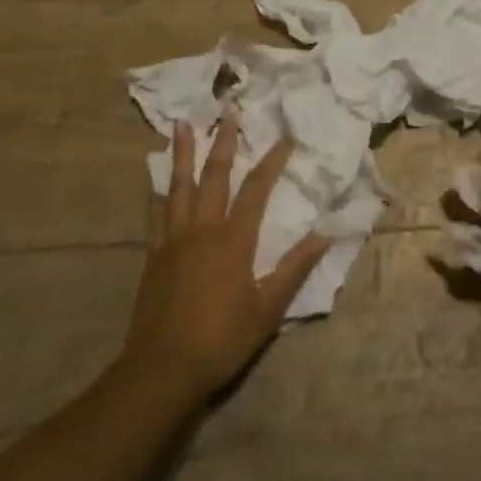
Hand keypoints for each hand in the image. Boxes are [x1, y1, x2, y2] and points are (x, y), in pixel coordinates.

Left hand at [122, 114, 330, 401]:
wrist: (163, 368)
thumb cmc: (222, 339)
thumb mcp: (268, 308)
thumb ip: (295, 268)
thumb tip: (326, 234)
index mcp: (233, 240)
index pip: (256, 189)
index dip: (272, 161)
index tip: (284, 137)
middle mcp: (202, 229)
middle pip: (215, 176)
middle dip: (225, 142)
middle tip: (229, 112)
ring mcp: (173, 239)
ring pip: (179, 185)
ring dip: (184, 152)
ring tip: (182, 124)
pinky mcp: (154, 255)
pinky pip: (157, 212)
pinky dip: (160, 189)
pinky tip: (158, 177)